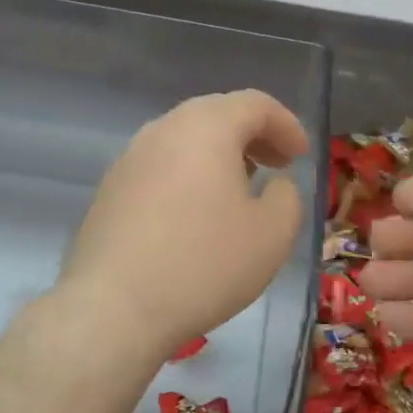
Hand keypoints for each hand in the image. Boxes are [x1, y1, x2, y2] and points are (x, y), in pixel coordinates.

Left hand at [59, 90, 309, 368]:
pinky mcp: (110, 190)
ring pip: (185, 140)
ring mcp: (130, 158)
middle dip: (253, 136)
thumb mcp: (272, 234)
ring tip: (240, 188)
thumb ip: (287, 197)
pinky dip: (190, 175)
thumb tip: (275, 185)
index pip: (255, 104)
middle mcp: (164, 129)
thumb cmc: (204, 264)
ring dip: (220, 155)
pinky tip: (197, 214)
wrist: (114, 309)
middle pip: (217, 114)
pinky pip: (161, 167)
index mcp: (206, 127)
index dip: (286, 125)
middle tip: (277, 165)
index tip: (301, 155)